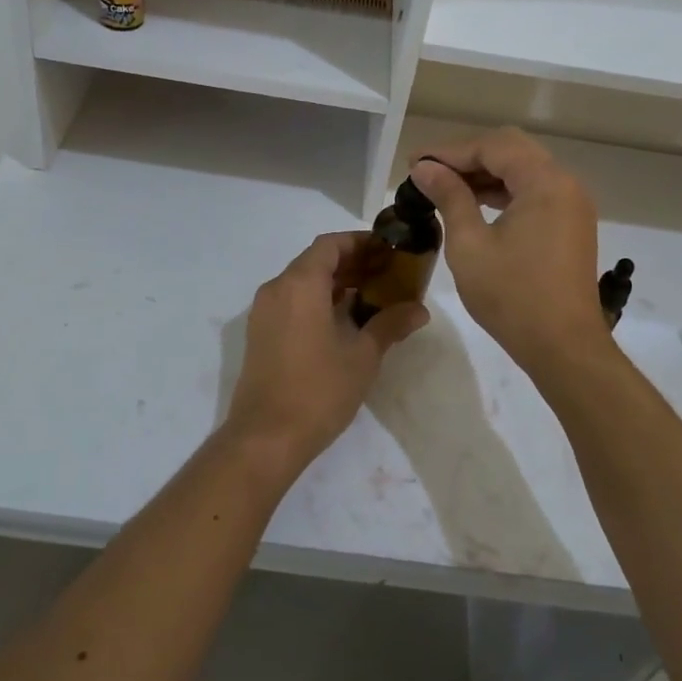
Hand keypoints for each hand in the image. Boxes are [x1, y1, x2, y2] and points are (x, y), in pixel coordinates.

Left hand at [225, 231, 429, 474]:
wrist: (266, 438)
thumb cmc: (319, 389)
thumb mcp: (363, 356)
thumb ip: (390, 324)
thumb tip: (420, 310)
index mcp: (300, 284)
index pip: (330, 245)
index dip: (359, 243)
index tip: (387, 251)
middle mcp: (277, 289)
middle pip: (315, 261)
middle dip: (350, 263)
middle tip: (386, 274)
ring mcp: (264, 312)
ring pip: (302, 282)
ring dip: (334, 283)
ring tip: (370, 296)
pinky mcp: (260, 334)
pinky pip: (291, 301)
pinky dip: (317, 300)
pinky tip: (343, 320)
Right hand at [408, 129, 607, 374]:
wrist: (564, 347)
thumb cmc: (512, 296)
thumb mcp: (469, 244)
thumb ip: (449, 197)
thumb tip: (425, 169)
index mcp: (544, 182)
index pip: (492, 147)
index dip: (449, 151)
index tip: (415, 163)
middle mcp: (565, 183)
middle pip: (511, 149)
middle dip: (468, 156)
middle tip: (429, 171)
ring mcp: (572, 204)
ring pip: (524, 169)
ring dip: (485, 173)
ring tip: (444, 186)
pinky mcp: (570, 224)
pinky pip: (535, 191)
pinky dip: (504, 191)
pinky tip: (475, 203)